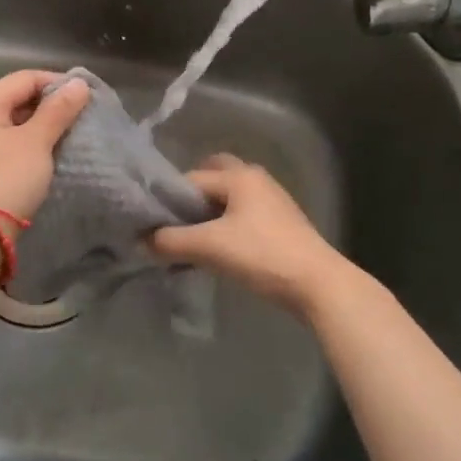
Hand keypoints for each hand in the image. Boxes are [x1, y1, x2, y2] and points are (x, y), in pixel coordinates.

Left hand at [0, 70, 90, 221]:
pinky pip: (13, 140)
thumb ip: (59, 110)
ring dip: (45, 124)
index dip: (57, 82)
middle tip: (83, 115)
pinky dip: (34, 141)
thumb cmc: (7, 178)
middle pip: (19, 96)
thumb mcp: (36, 141)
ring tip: (73, 132)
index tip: (87, 96)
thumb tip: (79, 83)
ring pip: (17, 120)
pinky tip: (53, 150)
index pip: (25, 78)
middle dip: (52, 104)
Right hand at [149, 154, 354, 313]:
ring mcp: (272, 200)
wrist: (319, 285)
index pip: (190, 179)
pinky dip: (226, 225)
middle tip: (175, 223)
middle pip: (213, 177)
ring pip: (229, 198)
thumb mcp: (209, 247)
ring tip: (192, 240)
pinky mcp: (281, 223)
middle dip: (192, 197)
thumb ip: (170, 241)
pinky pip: (243, 214)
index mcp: (239, 176)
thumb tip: (142, 241)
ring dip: (209, 213)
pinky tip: (218, 250)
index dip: (168, 200)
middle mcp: (256, 179)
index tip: (152, 223)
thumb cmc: (262, 256)